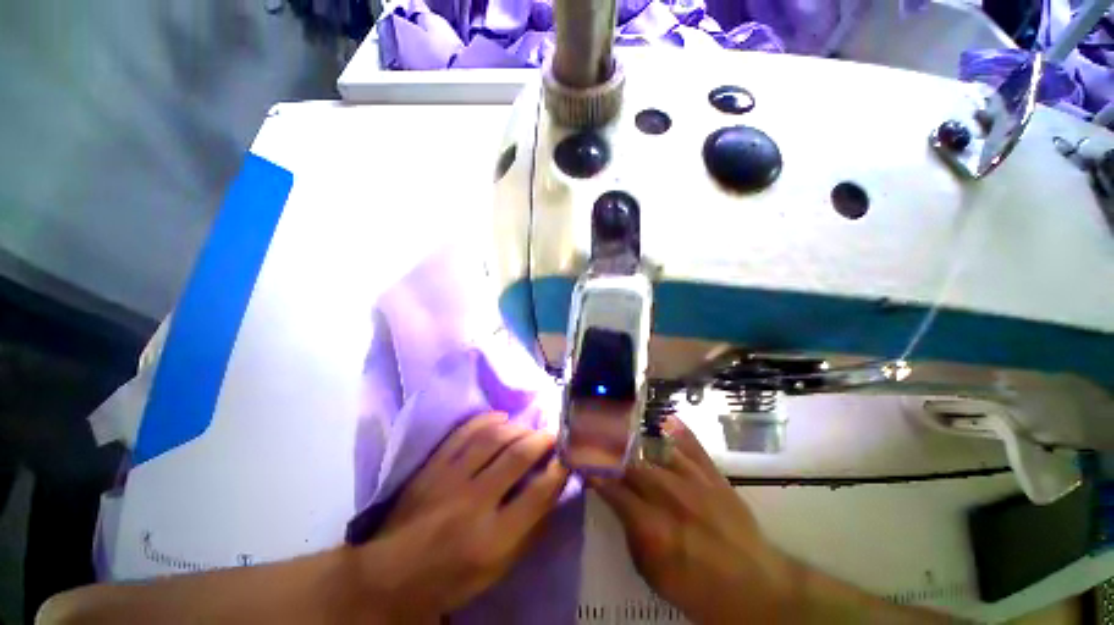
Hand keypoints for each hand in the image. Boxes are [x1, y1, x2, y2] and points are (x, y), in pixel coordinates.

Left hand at [362, 412, 569, 621]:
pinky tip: (502, 417)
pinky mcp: (434, 465)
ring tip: (528, 429)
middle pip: (517, 456)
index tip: (568, 456)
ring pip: (493, 437)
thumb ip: (530, 530)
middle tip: (553, 434)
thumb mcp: (498, 569)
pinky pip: (465, 431)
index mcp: (493, 538)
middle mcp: (474, 502)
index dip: (559, 470)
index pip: (538, 493)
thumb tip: (553, 491)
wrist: (392, 573)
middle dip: (542, 439)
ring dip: (518, 428)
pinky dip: (487, 419)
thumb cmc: (452, 577)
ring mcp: (450, 478)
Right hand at [590, 417, 795, 623]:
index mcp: (651, 525)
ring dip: (635, 441)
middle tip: (595, 440)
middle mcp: (669, 495)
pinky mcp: (714, 476)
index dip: (593, 471)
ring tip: (620, 428)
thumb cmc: (699, 588)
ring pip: (656, 451)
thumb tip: (618, 504)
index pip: (612, 488)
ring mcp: (693, 481)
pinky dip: (679, 432)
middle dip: (609, 452)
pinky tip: (667, 420)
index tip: (580, 459)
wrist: (757, 588)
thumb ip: (632, 534)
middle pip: (631, 464)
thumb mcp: (654, 574)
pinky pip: (693, 447)